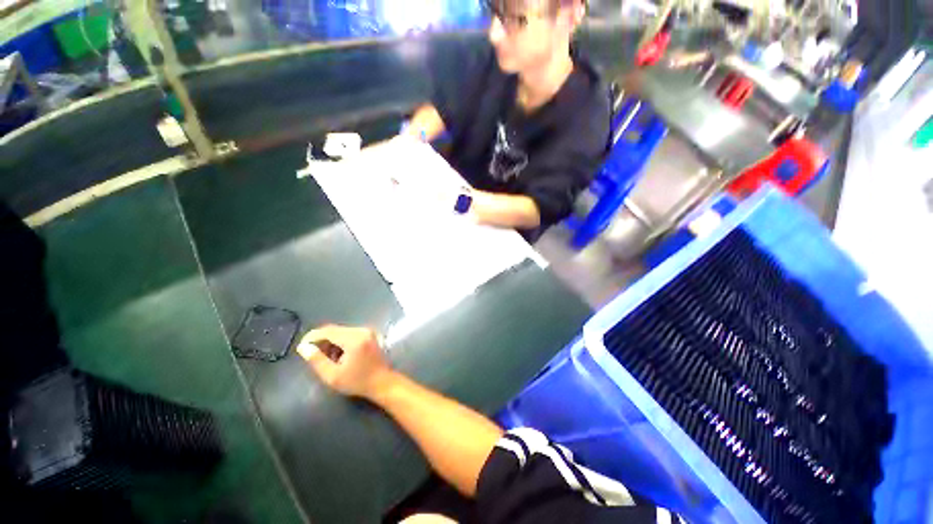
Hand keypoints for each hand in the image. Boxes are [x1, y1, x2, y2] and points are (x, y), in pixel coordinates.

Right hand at [297, 325, 392, 398]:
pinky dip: (341, 342)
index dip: (312, 337)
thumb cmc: (357, 381)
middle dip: (322, 341)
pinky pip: (350, 334)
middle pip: (335, 330)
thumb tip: (304, 347)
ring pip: (342, 332)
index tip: (302, 347)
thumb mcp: (333, 376)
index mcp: (354, 338)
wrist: (382, 382)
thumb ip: (317, 360)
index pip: (328, 331)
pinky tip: (340, 356)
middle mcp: (361, 330)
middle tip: (314, 356)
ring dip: (332, 342)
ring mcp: (368, 331)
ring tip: (328, 359)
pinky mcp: (370, 335)